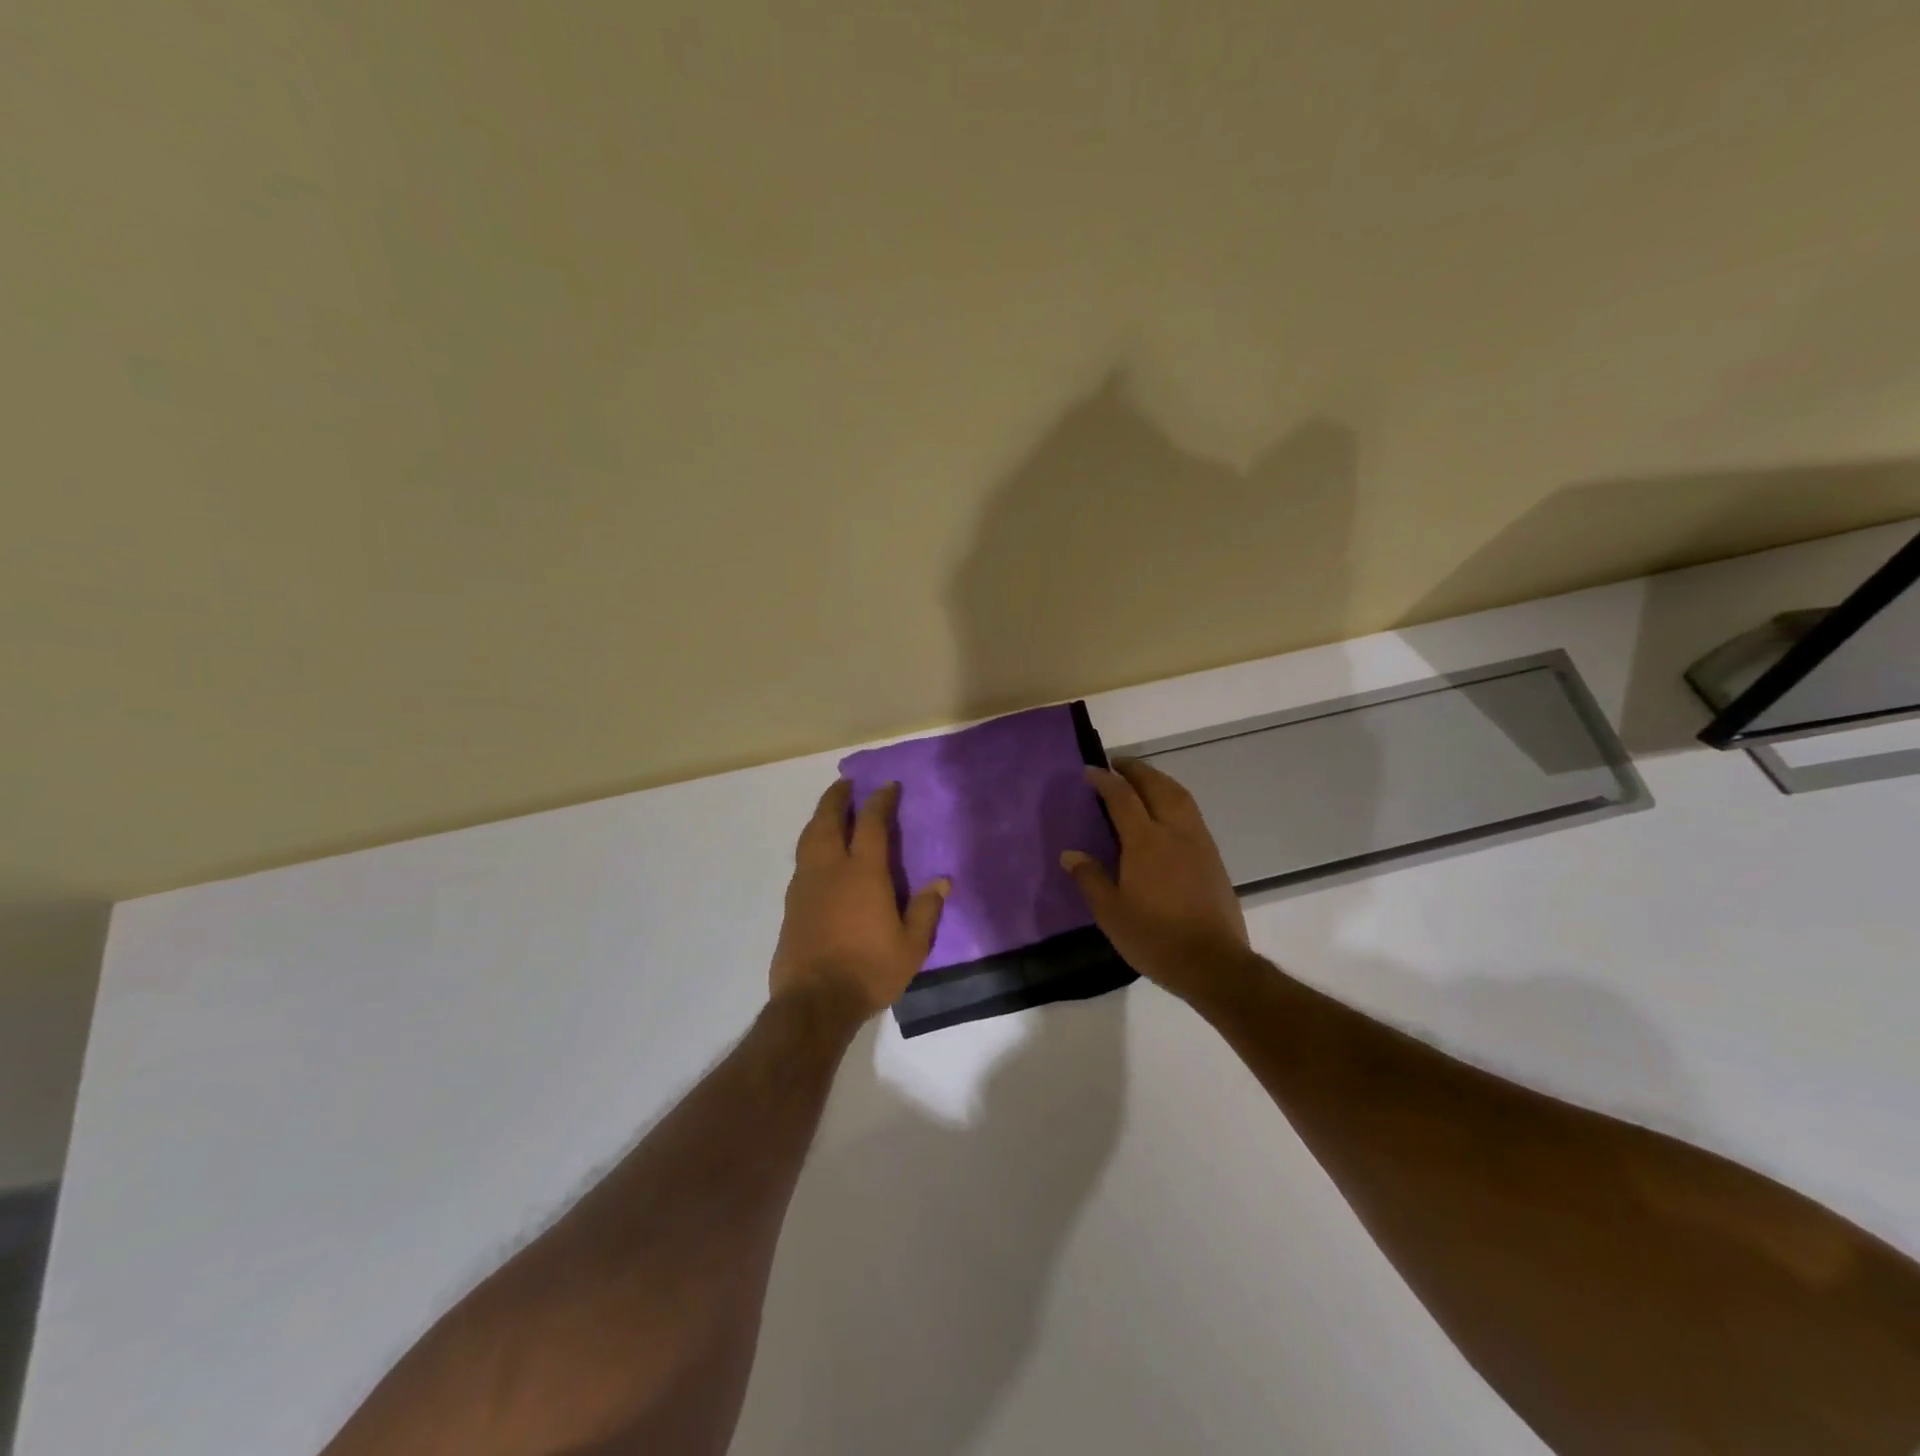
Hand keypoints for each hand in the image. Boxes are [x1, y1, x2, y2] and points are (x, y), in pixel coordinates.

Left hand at [770, 780, 948, 1021]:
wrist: (814, 1001)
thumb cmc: (869, 970)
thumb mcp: (911, 946)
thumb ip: (925, 910)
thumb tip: (942, 881)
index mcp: (863, 873)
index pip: (871, 823)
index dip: (880, 800)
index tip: (888, 785)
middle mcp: (830, 869)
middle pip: (828, 820)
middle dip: (837, 797)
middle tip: (846, 784)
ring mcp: (806, 885)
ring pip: (808, 838)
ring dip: (819, 818)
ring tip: (829, 811)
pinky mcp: (791, 904)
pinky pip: (802, 861)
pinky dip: (811, 845)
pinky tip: (818, 855)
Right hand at [1061, 759, 1254, 1000]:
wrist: (1213, 962)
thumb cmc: (1155, 938)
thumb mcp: (1111, 913)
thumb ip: (1090, 879)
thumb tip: (1070, 854)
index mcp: (1145, 842)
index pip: (1122, 797)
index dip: (1105, 780)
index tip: (1090, 771)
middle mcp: (1174, 832)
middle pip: (1156, 786)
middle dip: (1135, 770)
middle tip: (1117, 764)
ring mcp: (1198, 842)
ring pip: (1180, 795)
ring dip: (1159, 779)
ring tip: (1143, 779)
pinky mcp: (1213, 857)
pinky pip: (1192, 812)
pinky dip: (1175, 798)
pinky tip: (1167, 812)